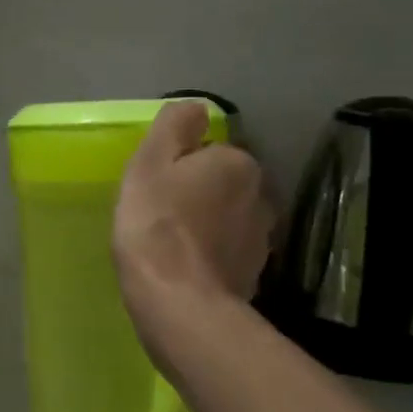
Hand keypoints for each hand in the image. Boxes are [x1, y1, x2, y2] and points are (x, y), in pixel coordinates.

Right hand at [113, 101, 273, 318]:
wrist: (179, 303)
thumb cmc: (156, 224)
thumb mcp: (150, 162)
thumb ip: (174, 126)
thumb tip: (197, 108)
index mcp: (238, 163)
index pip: (209, 152)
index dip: (179, 167)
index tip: (156, 188)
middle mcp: (261, 196)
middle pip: (222, 185)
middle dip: (198, 195)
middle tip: (160, 215)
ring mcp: (262, 240)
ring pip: (228, 220)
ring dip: (207, 226)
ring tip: (172, 246)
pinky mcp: (255, 276)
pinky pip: (228, 254)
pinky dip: (211, 257)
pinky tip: (186, 271)